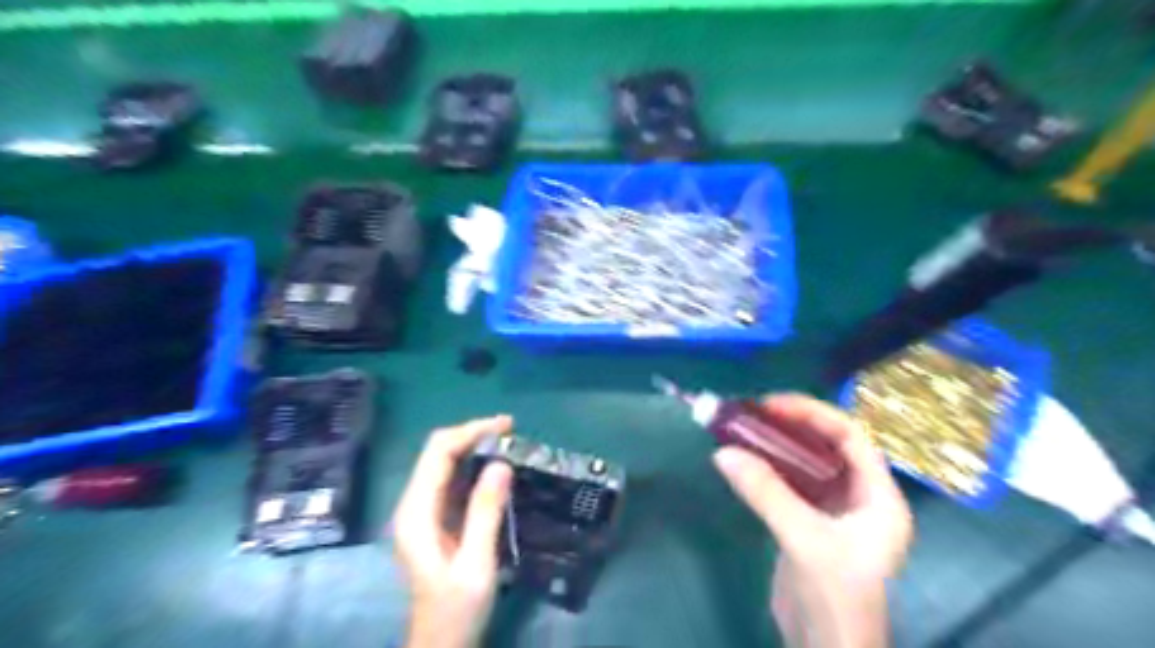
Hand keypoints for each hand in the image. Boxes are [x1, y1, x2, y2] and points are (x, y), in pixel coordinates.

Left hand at [392, 416, 512, 647]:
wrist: (440, 645)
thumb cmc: (456, 610)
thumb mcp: (476, 564)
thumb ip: (485, 513)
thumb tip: (501, 463)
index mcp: (416, 513)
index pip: (438, 453)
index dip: (470, 432)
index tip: (506, 426)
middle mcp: (414, 505)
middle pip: (438, 452)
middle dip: (473, 434)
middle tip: (511, 430)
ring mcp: (422, 512)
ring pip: (444, 464)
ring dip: (474, 448)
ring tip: (508, 442)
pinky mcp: (435, 520)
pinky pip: (452, 481)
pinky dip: (474, 467)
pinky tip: (496, 469)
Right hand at [715, 394, 911, 647]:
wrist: (825, 647)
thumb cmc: (835, 594)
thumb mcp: (805, 539)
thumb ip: (767, 493)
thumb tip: (723, 452)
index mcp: (879, 496)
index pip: (851, 437)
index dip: (812, 414)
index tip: (771, 404)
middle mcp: (861, 497)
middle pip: (828, 446)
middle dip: (791, 426)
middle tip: (752, 413)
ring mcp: (835, 510)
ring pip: (806, 463)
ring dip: (776, 445)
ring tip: (743, 429)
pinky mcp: (810, 522)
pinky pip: (791, 483)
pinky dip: (768, 468)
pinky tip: (745, 460)